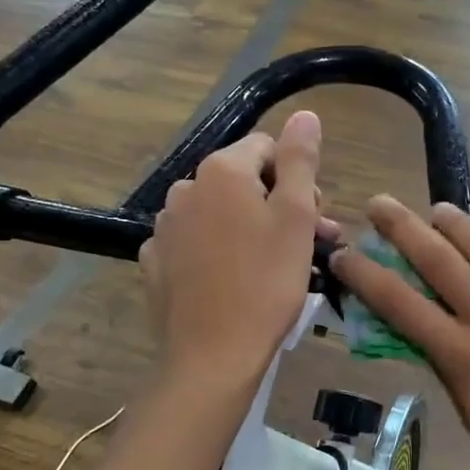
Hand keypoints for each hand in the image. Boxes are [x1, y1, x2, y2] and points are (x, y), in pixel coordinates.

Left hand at [140, 111, 332, 381]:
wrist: (212, 356)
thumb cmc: (266, 283)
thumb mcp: (296, 217)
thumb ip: (300, 159)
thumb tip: (304, 114)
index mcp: (221, 171)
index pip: (268, 148)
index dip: (297, 178)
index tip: (313, 218)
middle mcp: (185, 188)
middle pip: (243, 180)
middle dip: (278, 204)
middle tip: (308, 244)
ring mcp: (165, 227)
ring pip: (220, 213)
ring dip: (250, 228)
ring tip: (274, 266)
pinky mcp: (156, 262)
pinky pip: (196, 242)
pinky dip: (217, 251)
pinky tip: (233, 281)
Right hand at [329, 197, 469, 469]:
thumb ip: (453, 371)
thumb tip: (432, 336)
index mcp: (464, 356)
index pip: (401, 304)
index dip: (367, 275)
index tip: (344, 253)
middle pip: (440, 263)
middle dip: (404, 228)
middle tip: (381, 202)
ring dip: (460, 226)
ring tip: (440, 209)